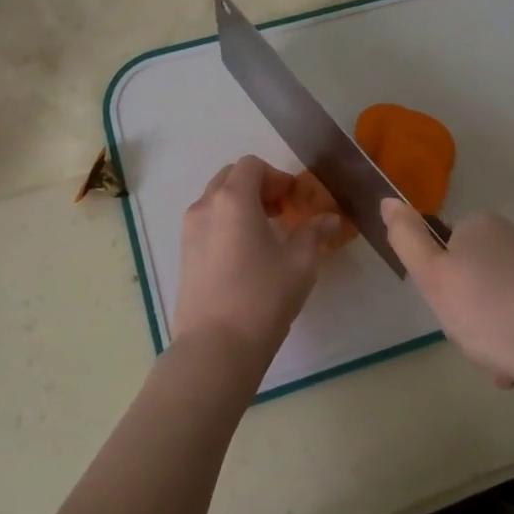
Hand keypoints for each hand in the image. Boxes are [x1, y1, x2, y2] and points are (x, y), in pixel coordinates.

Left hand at [174, 156, 338, 369]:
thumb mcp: (300, 263)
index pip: (252, 165)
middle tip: (281, 211)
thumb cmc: (262, 297)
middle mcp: (205, 206)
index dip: (277, 176)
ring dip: (240, 204)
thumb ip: (314, 233)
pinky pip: (206, 223)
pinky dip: (226, 223)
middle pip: (230, 178)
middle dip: (257, 186)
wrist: (215, 347)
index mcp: (233, 199)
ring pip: (215, 200)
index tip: (295, 200)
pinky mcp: (183, 255)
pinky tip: (245, 255)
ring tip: (265, 234)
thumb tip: (329, 219)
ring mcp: (189, 231)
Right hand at [381, 199, 513, 398]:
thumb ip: (407, 240)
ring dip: (488, 334)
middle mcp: (511, 236)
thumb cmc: (491, 311)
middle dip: (465, 314)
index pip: (442, 250)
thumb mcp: (434, 277)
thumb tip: (387, 200)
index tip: (447, 310)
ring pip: (493, 303)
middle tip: (471, 337)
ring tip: (497, 361)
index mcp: (480, 225)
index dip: (438, 284)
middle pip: (468, 277)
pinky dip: (513, 340)